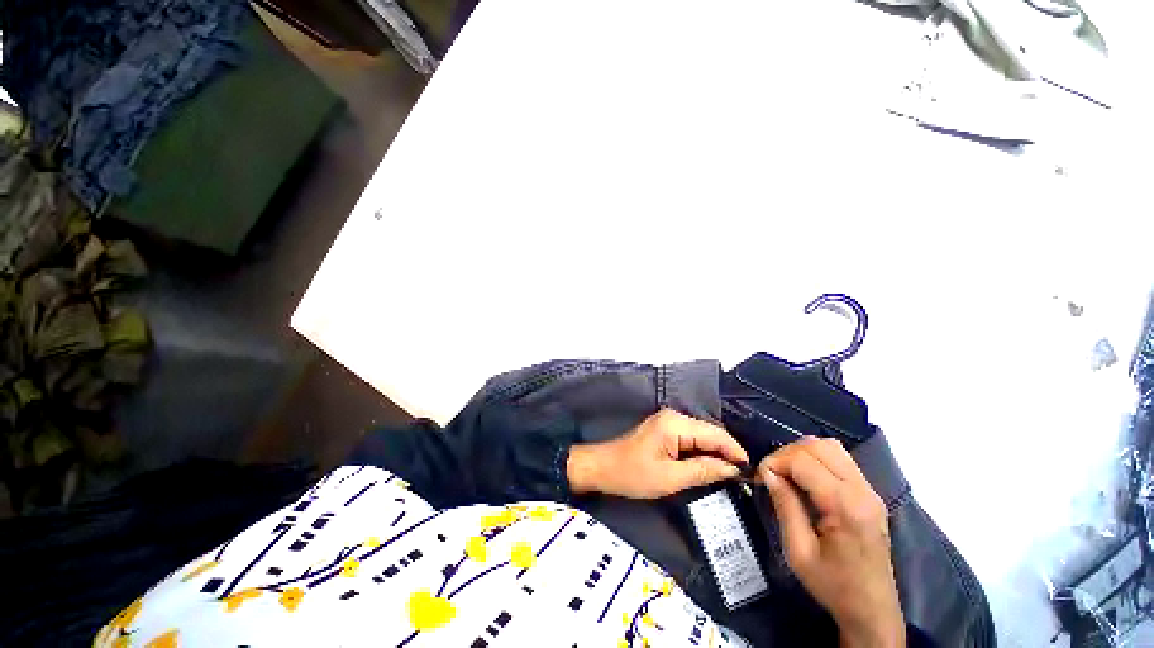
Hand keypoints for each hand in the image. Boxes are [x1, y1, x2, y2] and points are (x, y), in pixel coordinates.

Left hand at [567, 409, 748, 498]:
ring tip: (731, 473)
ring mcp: (668, 421)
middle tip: (743, 475)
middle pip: (709, 432)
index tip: (751, 470)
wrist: (603, 467)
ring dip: (715, 453)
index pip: (715, 433)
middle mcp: (674, 416)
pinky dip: (701, 452)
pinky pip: (690, 438)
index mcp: (675, 424)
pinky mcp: (664, 430)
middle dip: (727, 452)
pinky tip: (709, 466)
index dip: (735, 451)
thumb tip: (732, 469)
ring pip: (701, 435)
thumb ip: (703, 470)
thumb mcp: (670, 478)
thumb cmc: (633, 474)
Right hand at [758, 438, 903, 647]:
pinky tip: (804, 477)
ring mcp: (870, 491)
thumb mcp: (798, 552)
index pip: (803, 462)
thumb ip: (784, 506)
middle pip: (819, 446)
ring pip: (831, 447)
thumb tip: (768, 474)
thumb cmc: (834, 586)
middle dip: (787, 453)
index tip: (760, 478)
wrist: (873, 611)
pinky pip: (840, 459)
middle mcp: (862, 491)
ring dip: (802, 452)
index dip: (775, 462)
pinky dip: (816, 458)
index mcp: (846, 507)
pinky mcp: (870, 494)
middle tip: (771, 474)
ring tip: (786, 472)